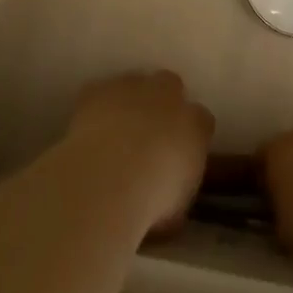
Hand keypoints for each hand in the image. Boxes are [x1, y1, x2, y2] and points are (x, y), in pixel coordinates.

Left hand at [65, 71, 213, 235]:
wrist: (109, 177)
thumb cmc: (152, 200)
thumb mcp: (177, 208)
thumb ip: (178, 188)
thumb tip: (169, 192)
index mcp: (196, 124)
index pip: (202, 120)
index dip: (190, 134)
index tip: (180, 153)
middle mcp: (168, 95)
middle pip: (170, 86)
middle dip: (162, 103)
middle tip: (149, 132)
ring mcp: (132, 86)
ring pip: (135, 84)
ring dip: (129, 101)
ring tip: (116, 131)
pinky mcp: (100, 89)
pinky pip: (101, 93)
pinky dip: (97, 107)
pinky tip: (89, 129)